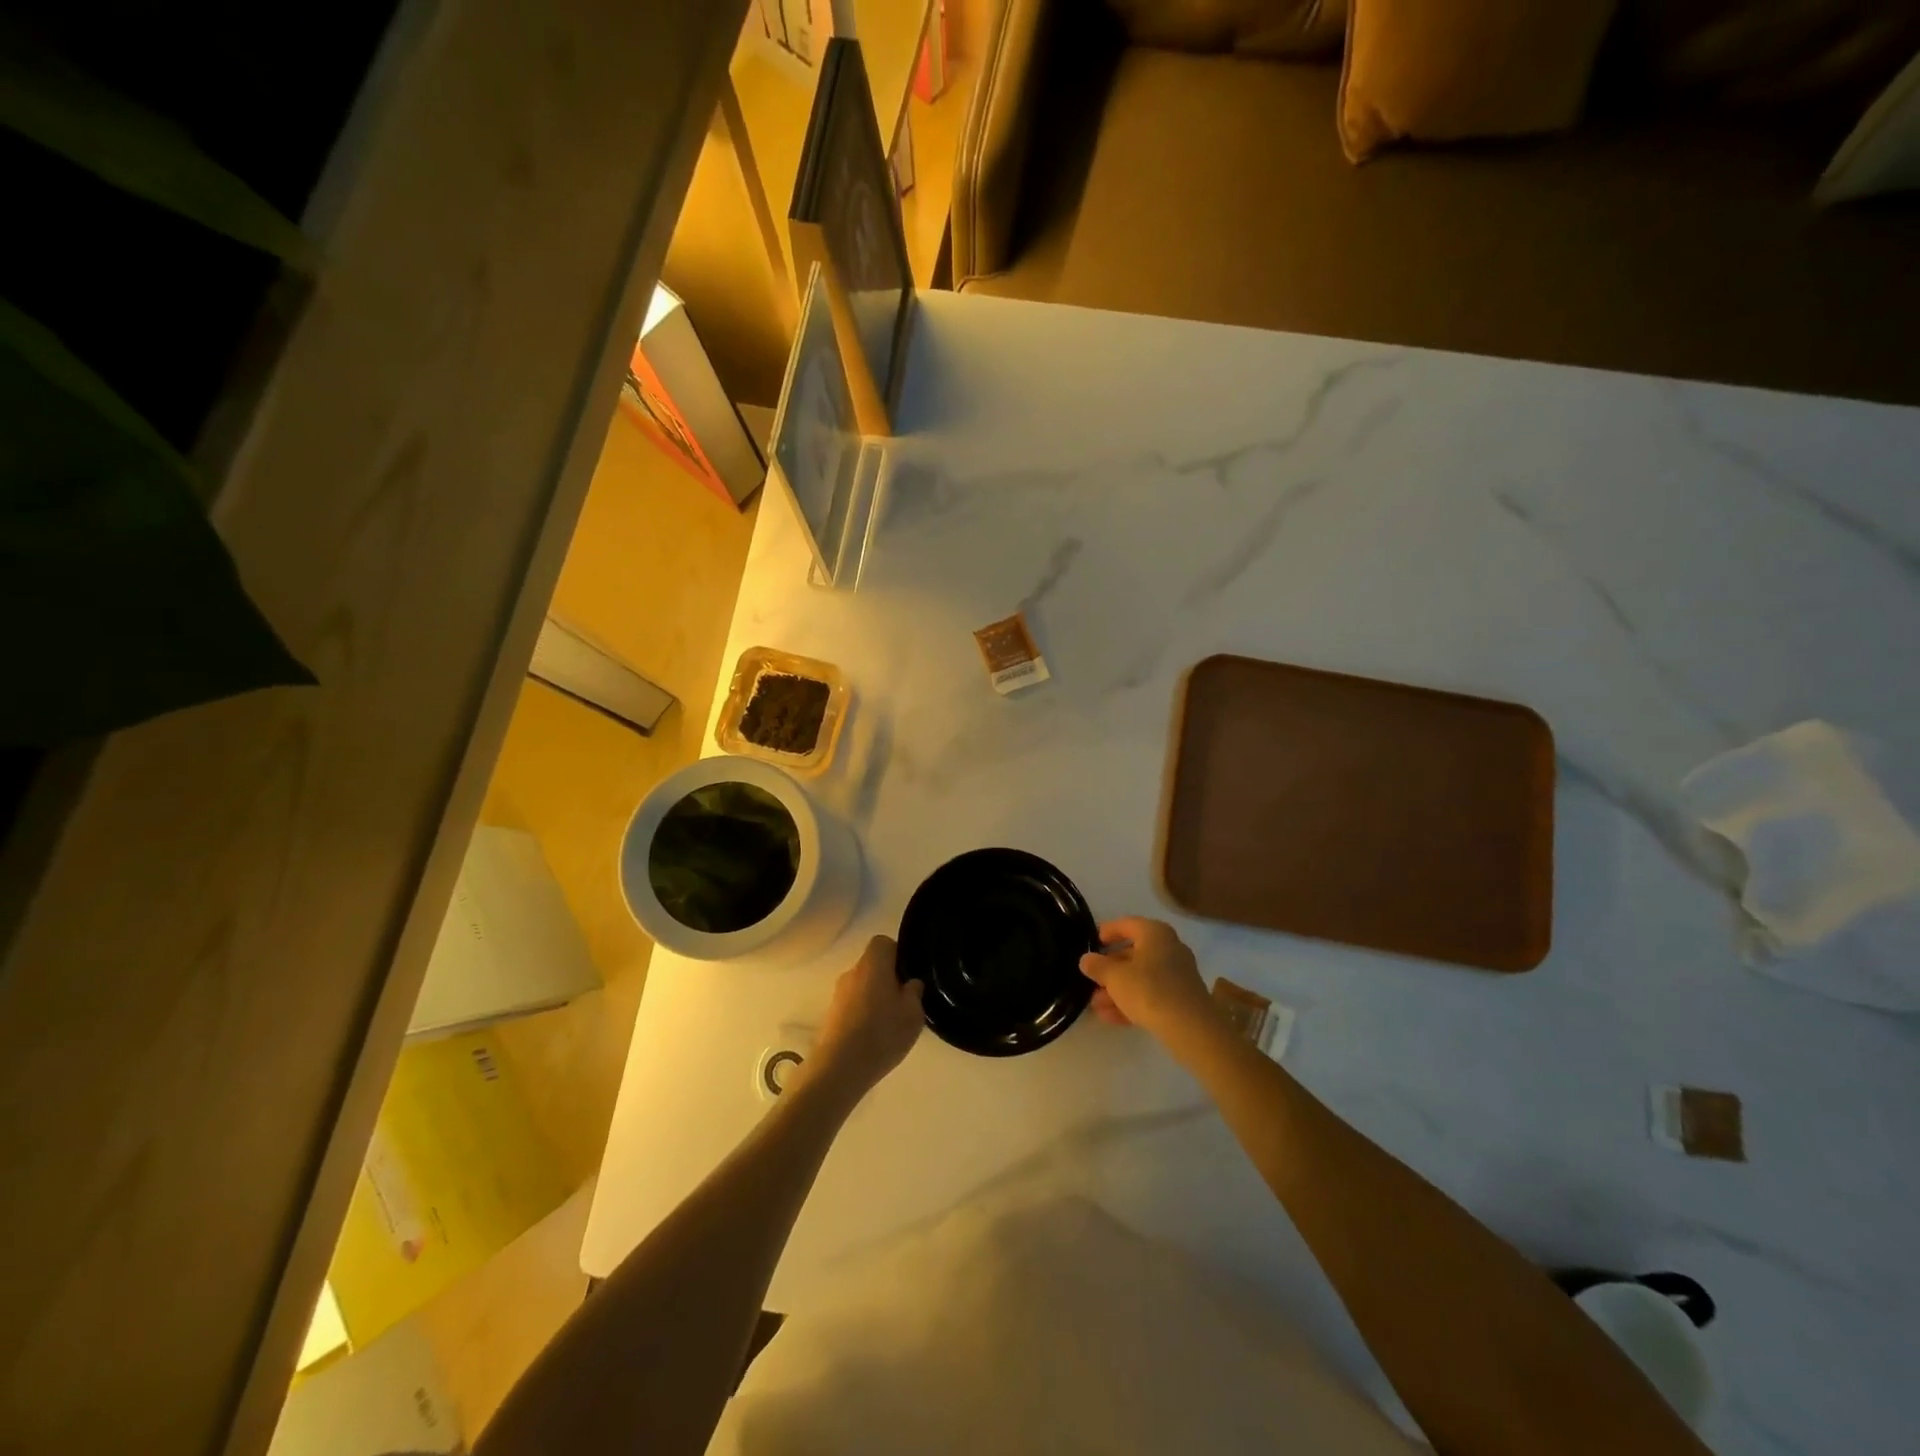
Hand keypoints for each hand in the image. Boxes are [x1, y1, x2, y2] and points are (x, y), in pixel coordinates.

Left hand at [804, 936, 923, 1101]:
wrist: (839, 1069)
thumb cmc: (882, 1034)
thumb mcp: (913, 1014)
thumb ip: (915, 993)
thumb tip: (911, 983)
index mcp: (873, 964)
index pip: (883, 943)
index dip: (897, 954)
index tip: (908, 975)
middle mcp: (852, 972)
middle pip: (873, 965)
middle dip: (888, 978)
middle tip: (904, 1002)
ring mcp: (838, 994)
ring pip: (862, 986)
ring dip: (875, 998)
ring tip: (890, 1023)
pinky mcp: (831, 1015)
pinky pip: (853, 1005)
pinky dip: (863, 1013)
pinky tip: (874, 1036)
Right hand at [1080, 917, 1212, 1039]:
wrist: (1190, 1027)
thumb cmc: (1149, 990)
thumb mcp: (1114, 976)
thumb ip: (1097, 966)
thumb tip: (1086, 960)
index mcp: (1155, 934)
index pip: (1127, 924)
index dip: (1108, 931)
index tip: (1093, 941)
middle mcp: (1169, 948)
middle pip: (1133, 954)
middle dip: (1110, 968)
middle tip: (1091, 978)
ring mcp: (1177, 975)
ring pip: (1141, 978)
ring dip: (1117, 989)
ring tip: (1095, 1004)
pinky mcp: (1181, 999)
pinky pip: (1151, 995)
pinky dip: (1131, 1002)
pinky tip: (1110, 1017)